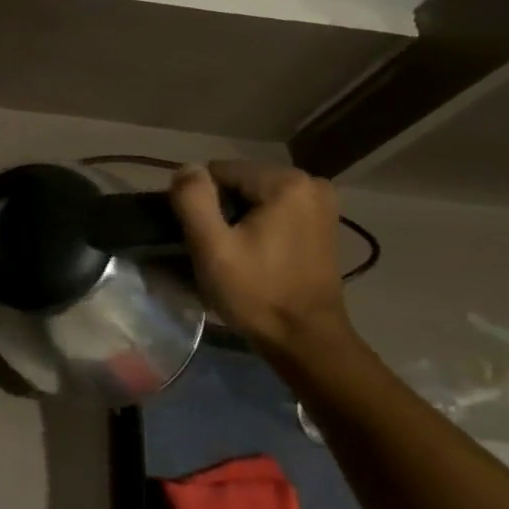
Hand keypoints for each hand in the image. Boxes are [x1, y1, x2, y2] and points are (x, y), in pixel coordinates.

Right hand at [170, 160, 354, 357]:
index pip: (218, 172)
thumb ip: (193, 198)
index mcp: (285, 182)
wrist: (306, 340)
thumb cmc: (256, 292)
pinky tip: (255, 254)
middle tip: (218, 249)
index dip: (201, 203)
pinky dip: (258, 225)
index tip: (204, 238)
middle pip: (238, 182)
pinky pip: (273, 210)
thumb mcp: (211, 246)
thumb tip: (186, 168)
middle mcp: (310, 183)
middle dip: (221, 209)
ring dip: (238, 219)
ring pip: (253, 196)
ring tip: (235, 254)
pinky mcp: (322, 222)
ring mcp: (321, 203)